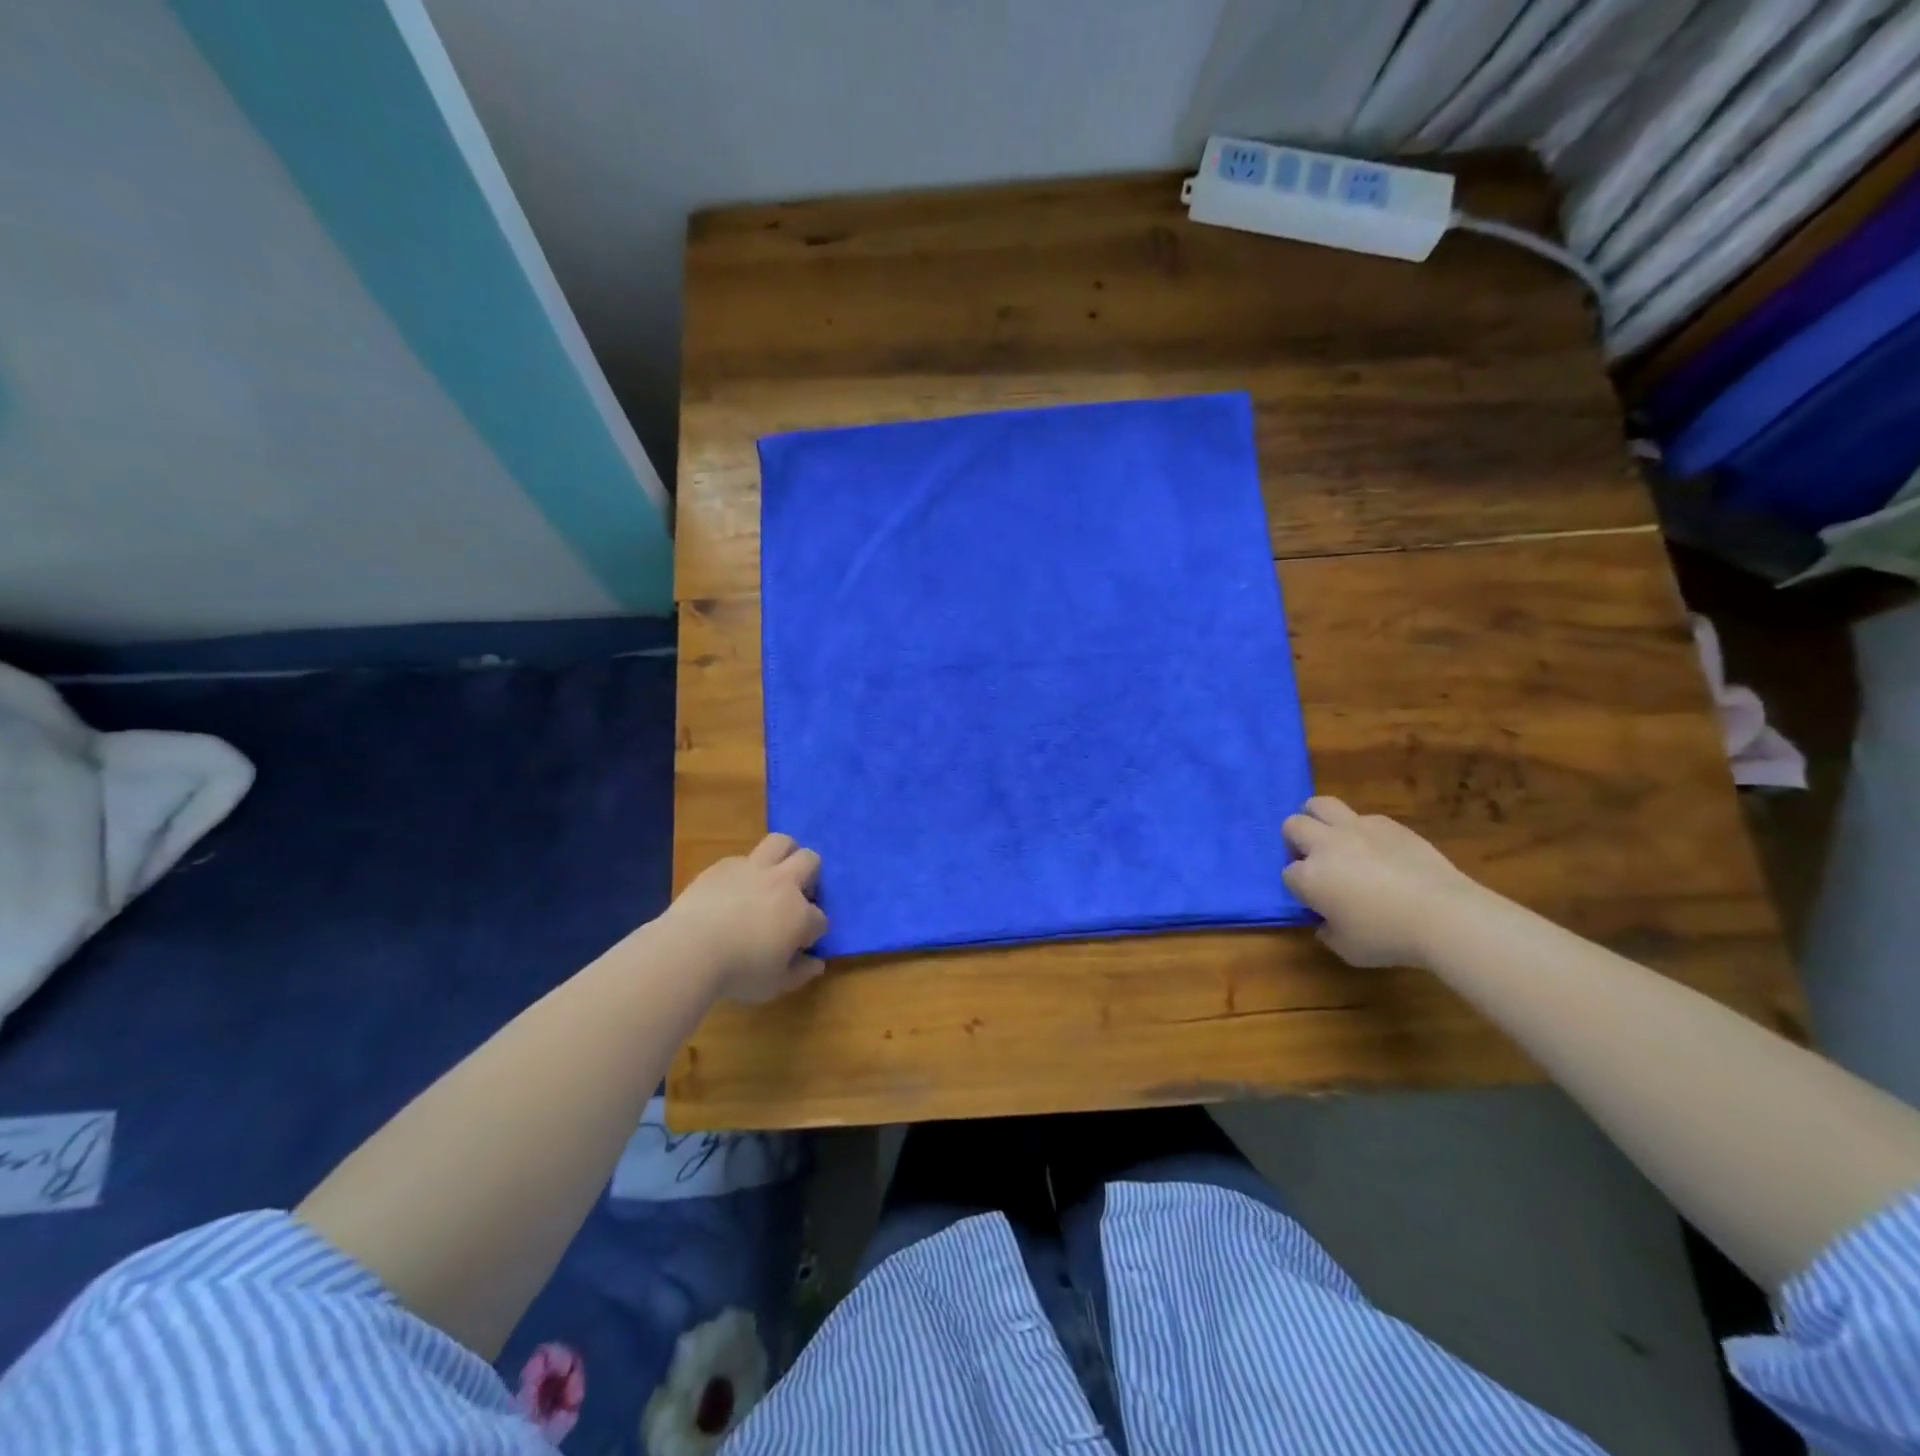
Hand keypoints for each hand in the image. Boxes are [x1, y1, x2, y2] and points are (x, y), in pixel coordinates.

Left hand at [662, 834, 829, 1002]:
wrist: (689, 950)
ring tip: (775, 874)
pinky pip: (743, 858)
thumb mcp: (774, 985)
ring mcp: (753, 869)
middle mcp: (783, 884)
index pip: (820, 918)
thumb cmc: (737, 973)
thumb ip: (800, 973)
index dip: (813, 932)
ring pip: (781, 842)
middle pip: (811, 861)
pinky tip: (734, 889)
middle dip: (810, 876)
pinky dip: (745, 871)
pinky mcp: (724, 866)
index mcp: (800, 915)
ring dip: (785, 854)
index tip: (800, 944)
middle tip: (796, 896)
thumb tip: (816, 963)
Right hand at [1281, 797, 1489, 967]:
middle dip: (1296, 840)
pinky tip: (1378, 850)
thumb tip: (1325, 922)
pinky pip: (1362, 817)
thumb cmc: (1389, 937)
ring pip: (1320, 804)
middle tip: (1313, 859)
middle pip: (1293, 825)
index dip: (1299, 886)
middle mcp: (1326, 845)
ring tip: (1332, 838)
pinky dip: (1361, 830)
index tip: (1314, 900)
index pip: (1288, 874)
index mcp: (1310, 877)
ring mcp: (1357, 828)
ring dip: (1318, 818)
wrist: (1445, 915)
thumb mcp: (1347, 949)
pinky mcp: (1388, 824)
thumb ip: (1327, 932)